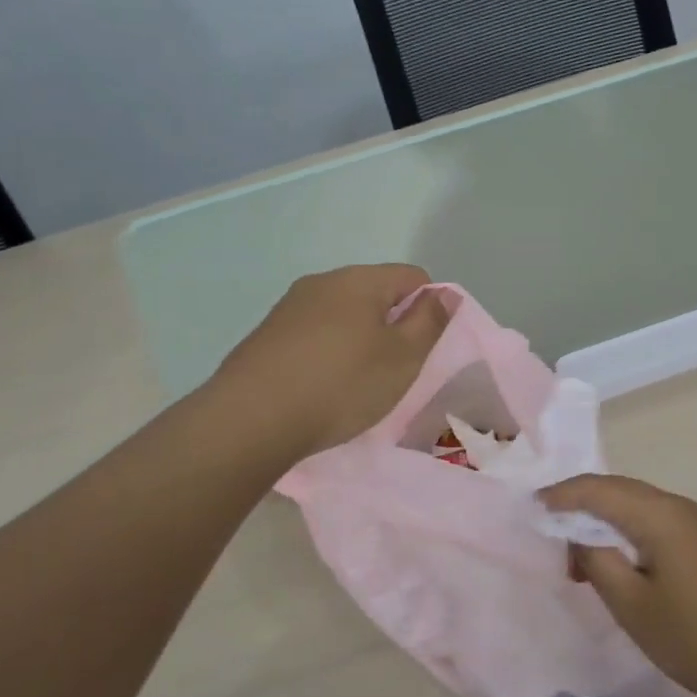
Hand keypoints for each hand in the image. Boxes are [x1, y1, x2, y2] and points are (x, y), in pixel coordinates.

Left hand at [208, 265, 451, 462]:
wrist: (251, 419)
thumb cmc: (341, 385)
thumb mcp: (402, 357)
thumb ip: (429, 322)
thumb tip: (445, 294)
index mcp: (359, 280)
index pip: (413, 277)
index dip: (429, 308)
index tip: (424, 348)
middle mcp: (321, 282)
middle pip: (375, 294)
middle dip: (392, 326)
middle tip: (394, 370)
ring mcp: (289, 308)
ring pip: (342, 316)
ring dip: (358, 341)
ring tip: (357, 384)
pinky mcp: (266, 336)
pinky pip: (313, 335)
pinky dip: (327, 354)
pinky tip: (321, 388)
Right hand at [538, 474, 696, 696]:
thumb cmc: (696, 637)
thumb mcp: (632, 605)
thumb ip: (596, 561)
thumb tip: (577, 536)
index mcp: (657, 513)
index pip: (595, 488)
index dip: (558, 496)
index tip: (528, 512)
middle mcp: (675, 505)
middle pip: (614, 489)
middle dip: (576, 507)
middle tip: (548, 538)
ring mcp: (692, 522)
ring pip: (632, 505)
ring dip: (600, 522)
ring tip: (575, 558)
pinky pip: (650, 521)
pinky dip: (622, 532)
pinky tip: (612, 563)